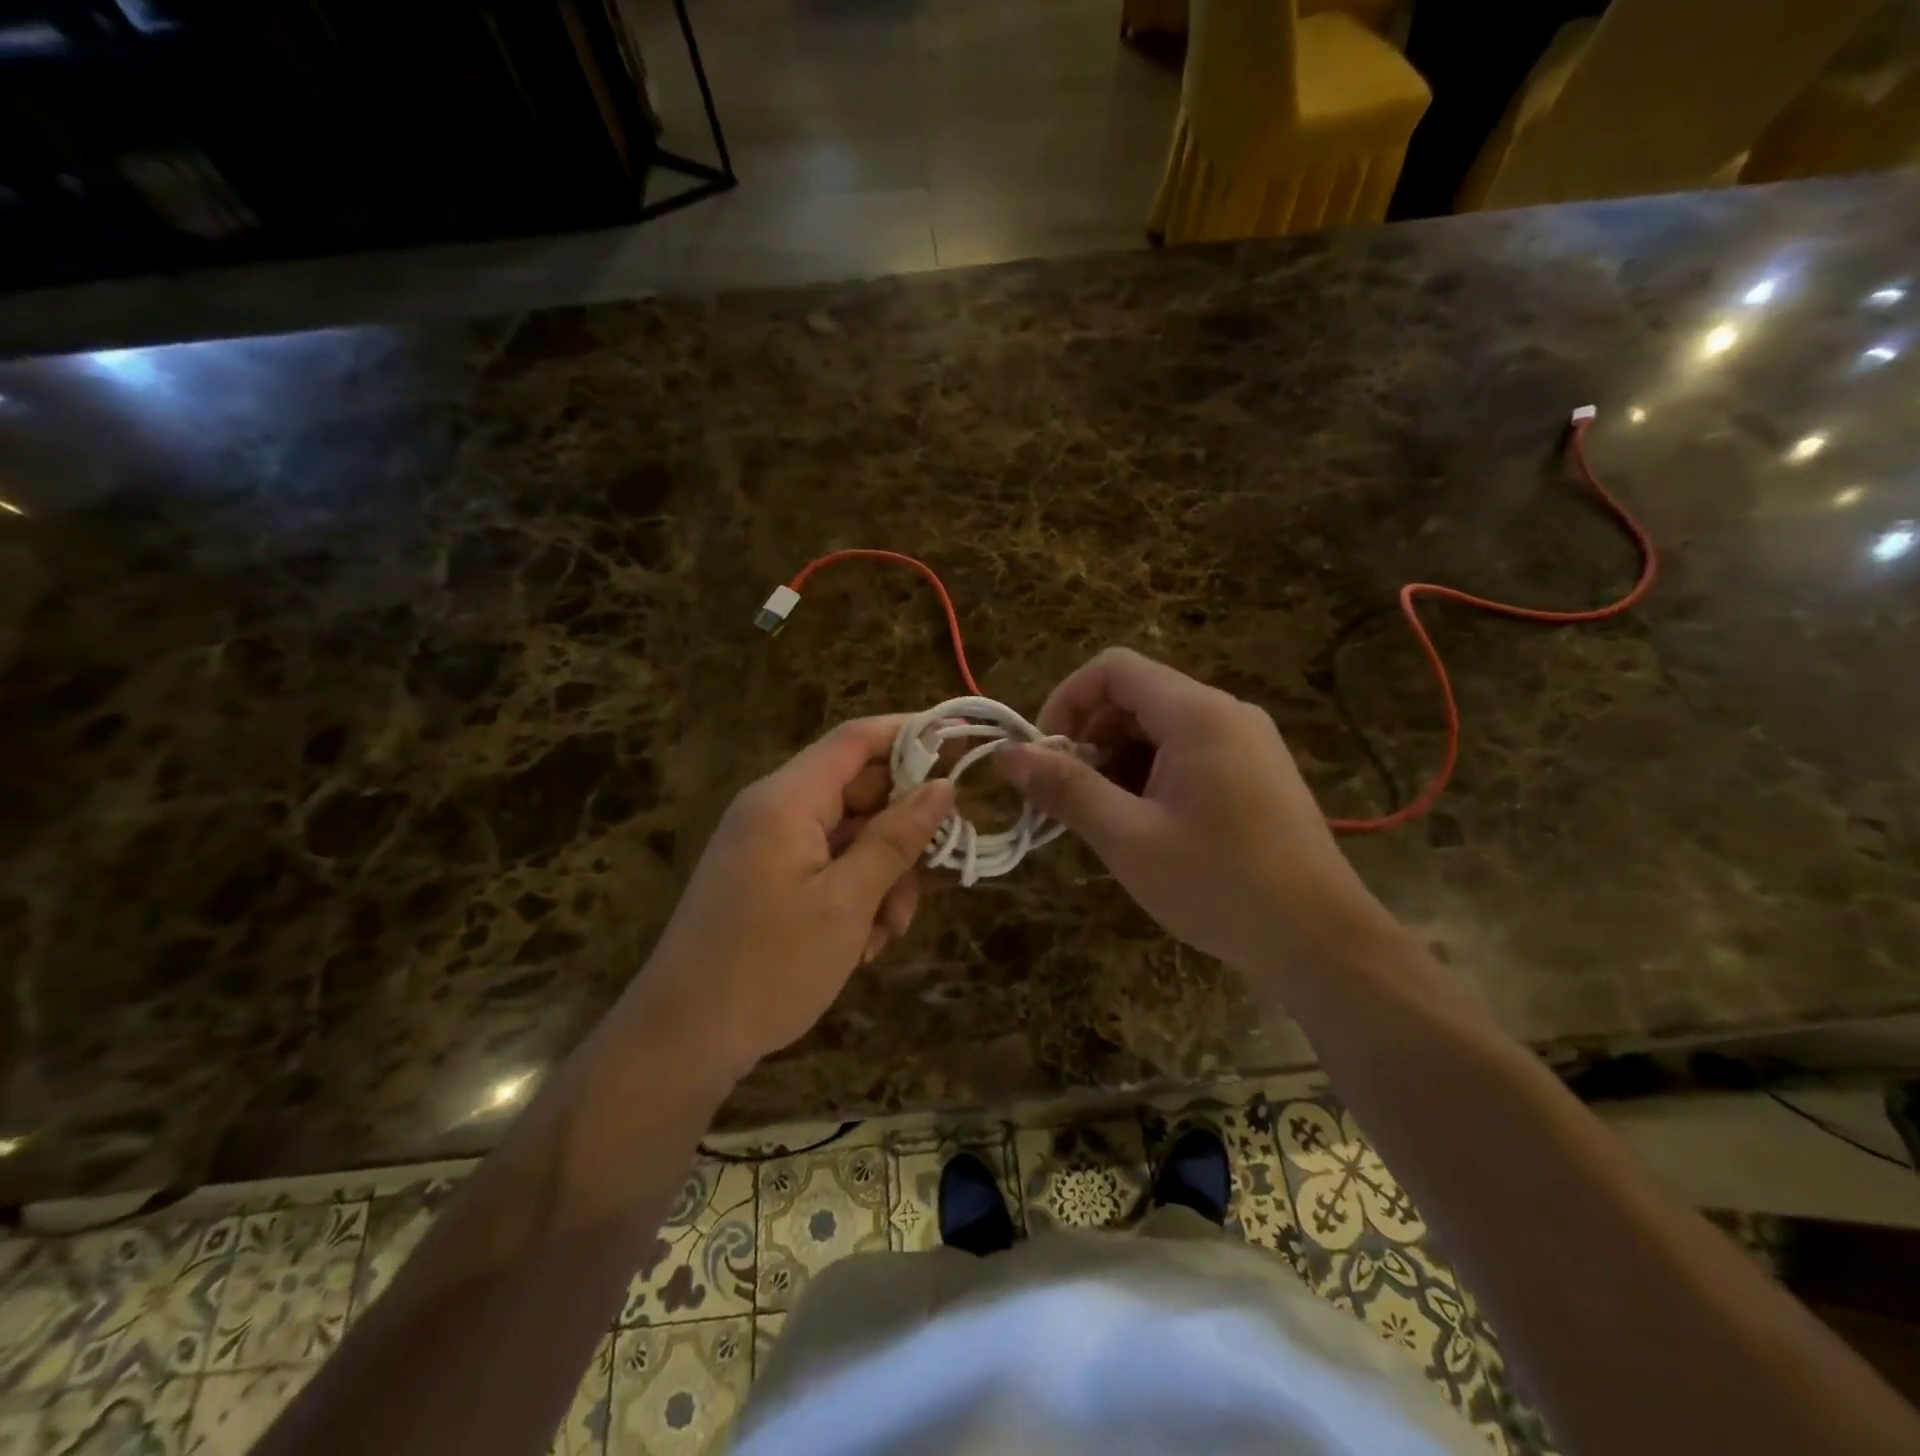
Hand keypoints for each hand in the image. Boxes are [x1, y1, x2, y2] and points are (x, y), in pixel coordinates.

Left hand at [636, 717, 954, 1077]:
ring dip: (882, 876)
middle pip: (858, 792)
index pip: (856, 739)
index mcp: (787, 799)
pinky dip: (854, 896)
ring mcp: (768, 847)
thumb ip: (896, 839)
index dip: (911, 734)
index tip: (962, 749)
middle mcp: (774, 811)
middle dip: (902, 832)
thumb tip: (942, 787)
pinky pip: (826, 867)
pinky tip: (863, 944)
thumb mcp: (848, 902)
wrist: (682, 1040)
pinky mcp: (767, 880)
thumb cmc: (771, 965)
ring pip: (849, 837)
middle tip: (939, 871)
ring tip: (890, 930)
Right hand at [996, 648, 1392, 977]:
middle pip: (1135, 698)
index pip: (1113, 669)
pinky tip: (1145, 827)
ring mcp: (1247, 742)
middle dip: (1089, 739)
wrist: (1320, 941)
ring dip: (1117, 763)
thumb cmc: (1219, 886)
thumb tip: (1009, 756)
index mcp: (1197, 714)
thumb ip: (1065, 789)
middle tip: (1067, 799)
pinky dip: (1151, 776)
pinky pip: (1188, 753)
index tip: (1044, 756)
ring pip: (1159, 729)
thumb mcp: (1128, 838)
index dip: (1066, 701)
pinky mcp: (1256, 772)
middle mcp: (1226, 713)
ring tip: (1104, 821)